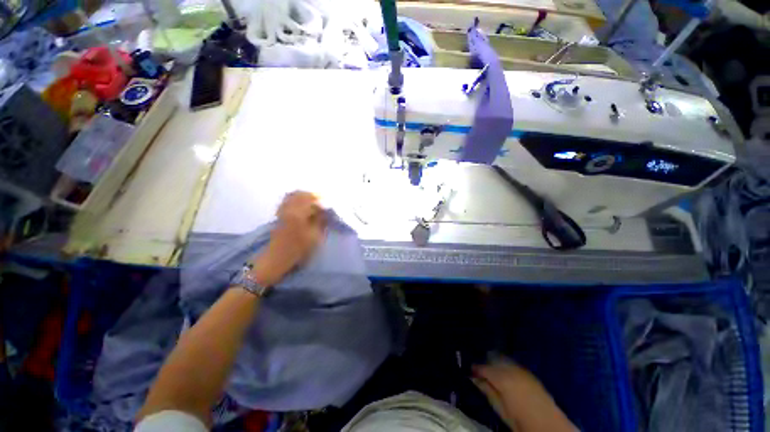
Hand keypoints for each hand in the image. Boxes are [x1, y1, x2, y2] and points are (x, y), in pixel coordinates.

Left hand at [250, 191, 326, 285]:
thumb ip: (321, 221)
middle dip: (313, 196)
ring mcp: (283, 210)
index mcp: (298, 213)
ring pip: (293, 196)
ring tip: (313, 204)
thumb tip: (326, 211)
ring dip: (304, 197)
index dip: (321, 200)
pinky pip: (287, 201)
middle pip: (301, 194)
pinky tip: (302, 207)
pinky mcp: (280, 215)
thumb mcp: (314, 236)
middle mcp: (289, 208)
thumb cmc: (298, 249)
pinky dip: (296, 200)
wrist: (277, 258)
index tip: (328, 204)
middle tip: (322, 203)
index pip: (311, 199)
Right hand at [472, 361, 577, 431]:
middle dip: (486, 363)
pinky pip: (513, 364)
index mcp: (502, 378)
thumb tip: (474, 378)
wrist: (549, 425)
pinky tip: (504, 373)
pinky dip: (506, 366)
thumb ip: (487, 391)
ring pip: (503, 360)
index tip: (470, 371)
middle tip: (479, 371)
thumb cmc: (520, 420)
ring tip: (491, 371)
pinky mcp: (529, 373)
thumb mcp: (500, 409)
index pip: (484, 368)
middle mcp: (511, 369)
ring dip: (496, 363)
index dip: (476, 368)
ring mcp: (522, 370)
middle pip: (494, 360)